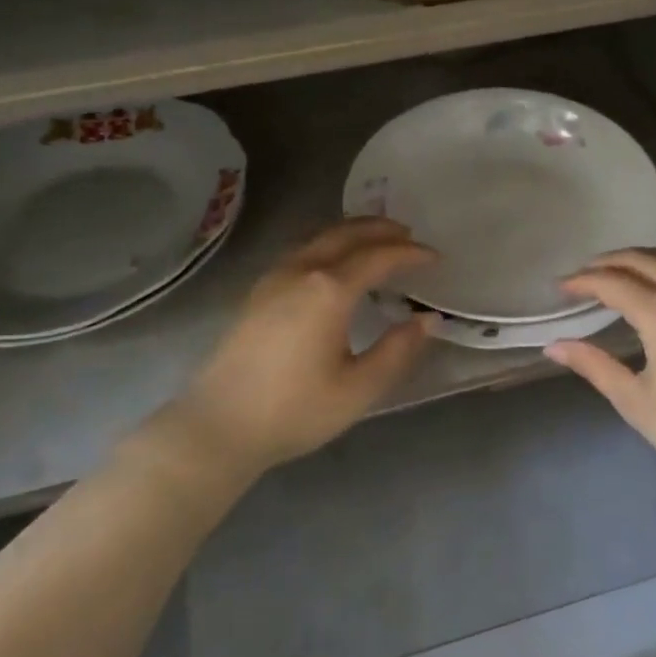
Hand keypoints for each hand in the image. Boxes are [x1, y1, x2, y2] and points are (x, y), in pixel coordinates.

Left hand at [157, 219, 436, 478]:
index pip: (379, 257)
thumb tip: (427, 320)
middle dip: (381, 229)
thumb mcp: (358, 389)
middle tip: (409, 235)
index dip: (410, 254)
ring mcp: (274, 278)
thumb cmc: (294, 410)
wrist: (219, 427)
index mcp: (329, 290)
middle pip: (346, 233)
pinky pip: (303, 250)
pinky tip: (335, 264)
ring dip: (353, 232)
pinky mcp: (258, 291)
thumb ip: (398, 350)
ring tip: (377, 242)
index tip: (436, 257)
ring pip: (320, 237)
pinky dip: (330, 244)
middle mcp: (301, 271)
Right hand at [546, 250, 655, 493]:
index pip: (612, 282)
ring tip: (617, 273)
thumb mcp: (637, 402)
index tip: (560, 288)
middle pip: (643, 259)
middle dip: (608, 261)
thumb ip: (594, 366)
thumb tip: (554, 346)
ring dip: (639, 259)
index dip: (582, 282)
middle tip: (583, 275)